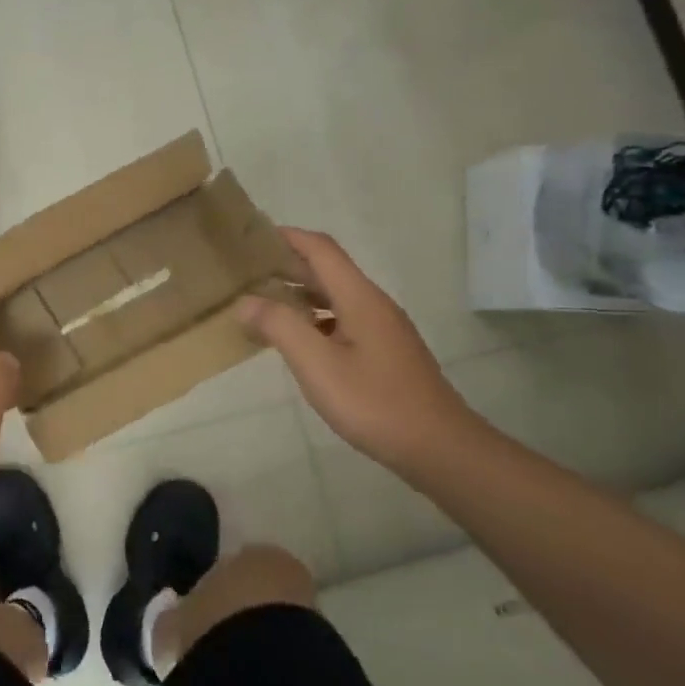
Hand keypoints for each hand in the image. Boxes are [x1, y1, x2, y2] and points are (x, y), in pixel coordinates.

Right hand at [237, 229, 489, 472]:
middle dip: (286, 265)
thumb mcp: (317, 365)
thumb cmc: (374, 402)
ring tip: (260, 302)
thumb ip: (280, 327)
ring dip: (298, 293)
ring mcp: (381, 329)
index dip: (287, 237)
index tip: (252, 236)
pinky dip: (313, 319)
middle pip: (327, 270)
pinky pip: (341, 320)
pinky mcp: (383, 352)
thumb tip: (245, 301)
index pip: (321, 249)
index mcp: (359, 298)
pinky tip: (295, 340)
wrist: (439, 448)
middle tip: (245, 271)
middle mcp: (372, 304)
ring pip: (334, 297)